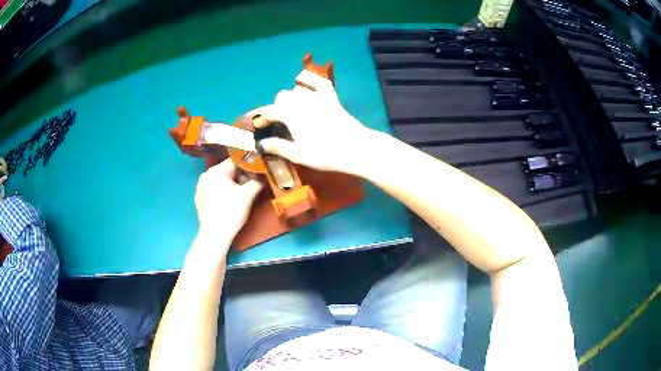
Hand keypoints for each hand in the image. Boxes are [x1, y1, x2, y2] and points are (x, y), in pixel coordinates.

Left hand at [194, 159, 262, 240]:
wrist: (215, 235)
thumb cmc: (231, 212)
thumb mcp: (248, 195)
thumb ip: (257, 181)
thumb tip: (263, 176)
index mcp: (215, 171)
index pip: (236, 161)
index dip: (249, 166)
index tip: (258, 174)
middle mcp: (205, 175)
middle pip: (227, 170)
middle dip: (240, 176)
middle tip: (251, 185)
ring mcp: (200, 187)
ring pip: (220, 179)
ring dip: (231, 183)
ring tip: (241, 194)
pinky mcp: (199, 198)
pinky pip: (214, 189)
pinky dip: (222, 191)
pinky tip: (229, 202)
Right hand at [257, 85, 374, 174]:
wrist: (354, 147)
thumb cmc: (323, 153)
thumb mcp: (297, 154)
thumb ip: (277, 146)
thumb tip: (260, 144)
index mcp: (289, 113)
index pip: (269, 111)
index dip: (262, 119)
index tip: (259, 127)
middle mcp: (300, 101)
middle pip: (282, 96)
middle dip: (276, 106)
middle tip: (277, 122)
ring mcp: (317, 97)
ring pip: (298, 90)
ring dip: (291, 98)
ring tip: (292, 111)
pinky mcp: (332, 98)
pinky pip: (320, 84)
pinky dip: (312, 83)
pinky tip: (309, 90)